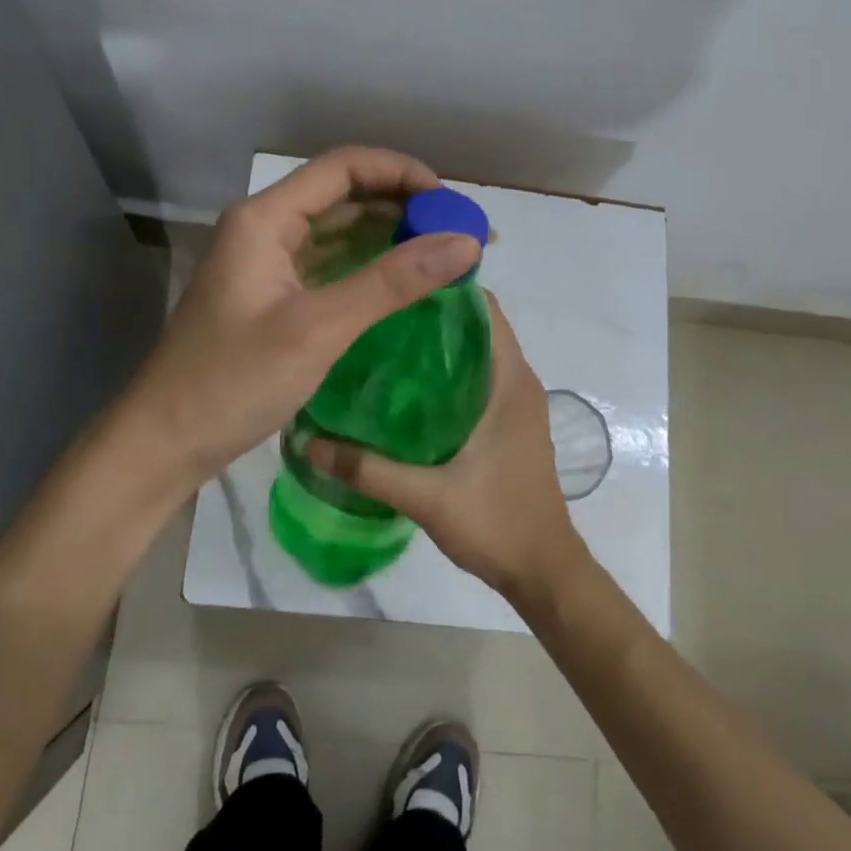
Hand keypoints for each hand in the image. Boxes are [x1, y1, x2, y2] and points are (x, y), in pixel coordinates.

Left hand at [122, 146, 482, 486]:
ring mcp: (266, 264)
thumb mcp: (318, 328)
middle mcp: (264, 229)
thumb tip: (466, 241)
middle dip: (402, 206)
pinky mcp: (272, 297)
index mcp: (264, 219)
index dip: (401, 173)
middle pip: (342, 195)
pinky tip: (403, 283)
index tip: (451, 201)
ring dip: (388, 237)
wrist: (166, 440)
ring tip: (443, 253)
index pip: (343, 167)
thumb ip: (391, 282)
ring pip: (337, 232)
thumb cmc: (233, 381)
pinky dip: (367, 268)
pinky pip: (328, 266)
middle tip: (458, 231)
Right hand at [305, 296, 588, 604]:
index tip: (395, 279)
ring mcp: (515, 404)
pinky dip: (444, 374)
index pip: (483, 308)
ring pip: (474, 355)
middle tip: (373, 310)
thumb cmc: (497, 523)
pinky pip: (476, 381)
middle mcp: (517, 382)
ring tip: (380, 341)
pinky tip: (401, 390)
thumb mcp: (426, 496)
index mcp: (510, 381)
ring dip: (436, 345)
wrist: (543, 571)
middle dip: (429, 313)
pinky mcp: (507, 425)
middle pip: (474, 327)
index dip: (444, 287)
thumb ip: (367, 469)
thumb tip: (307, 442)